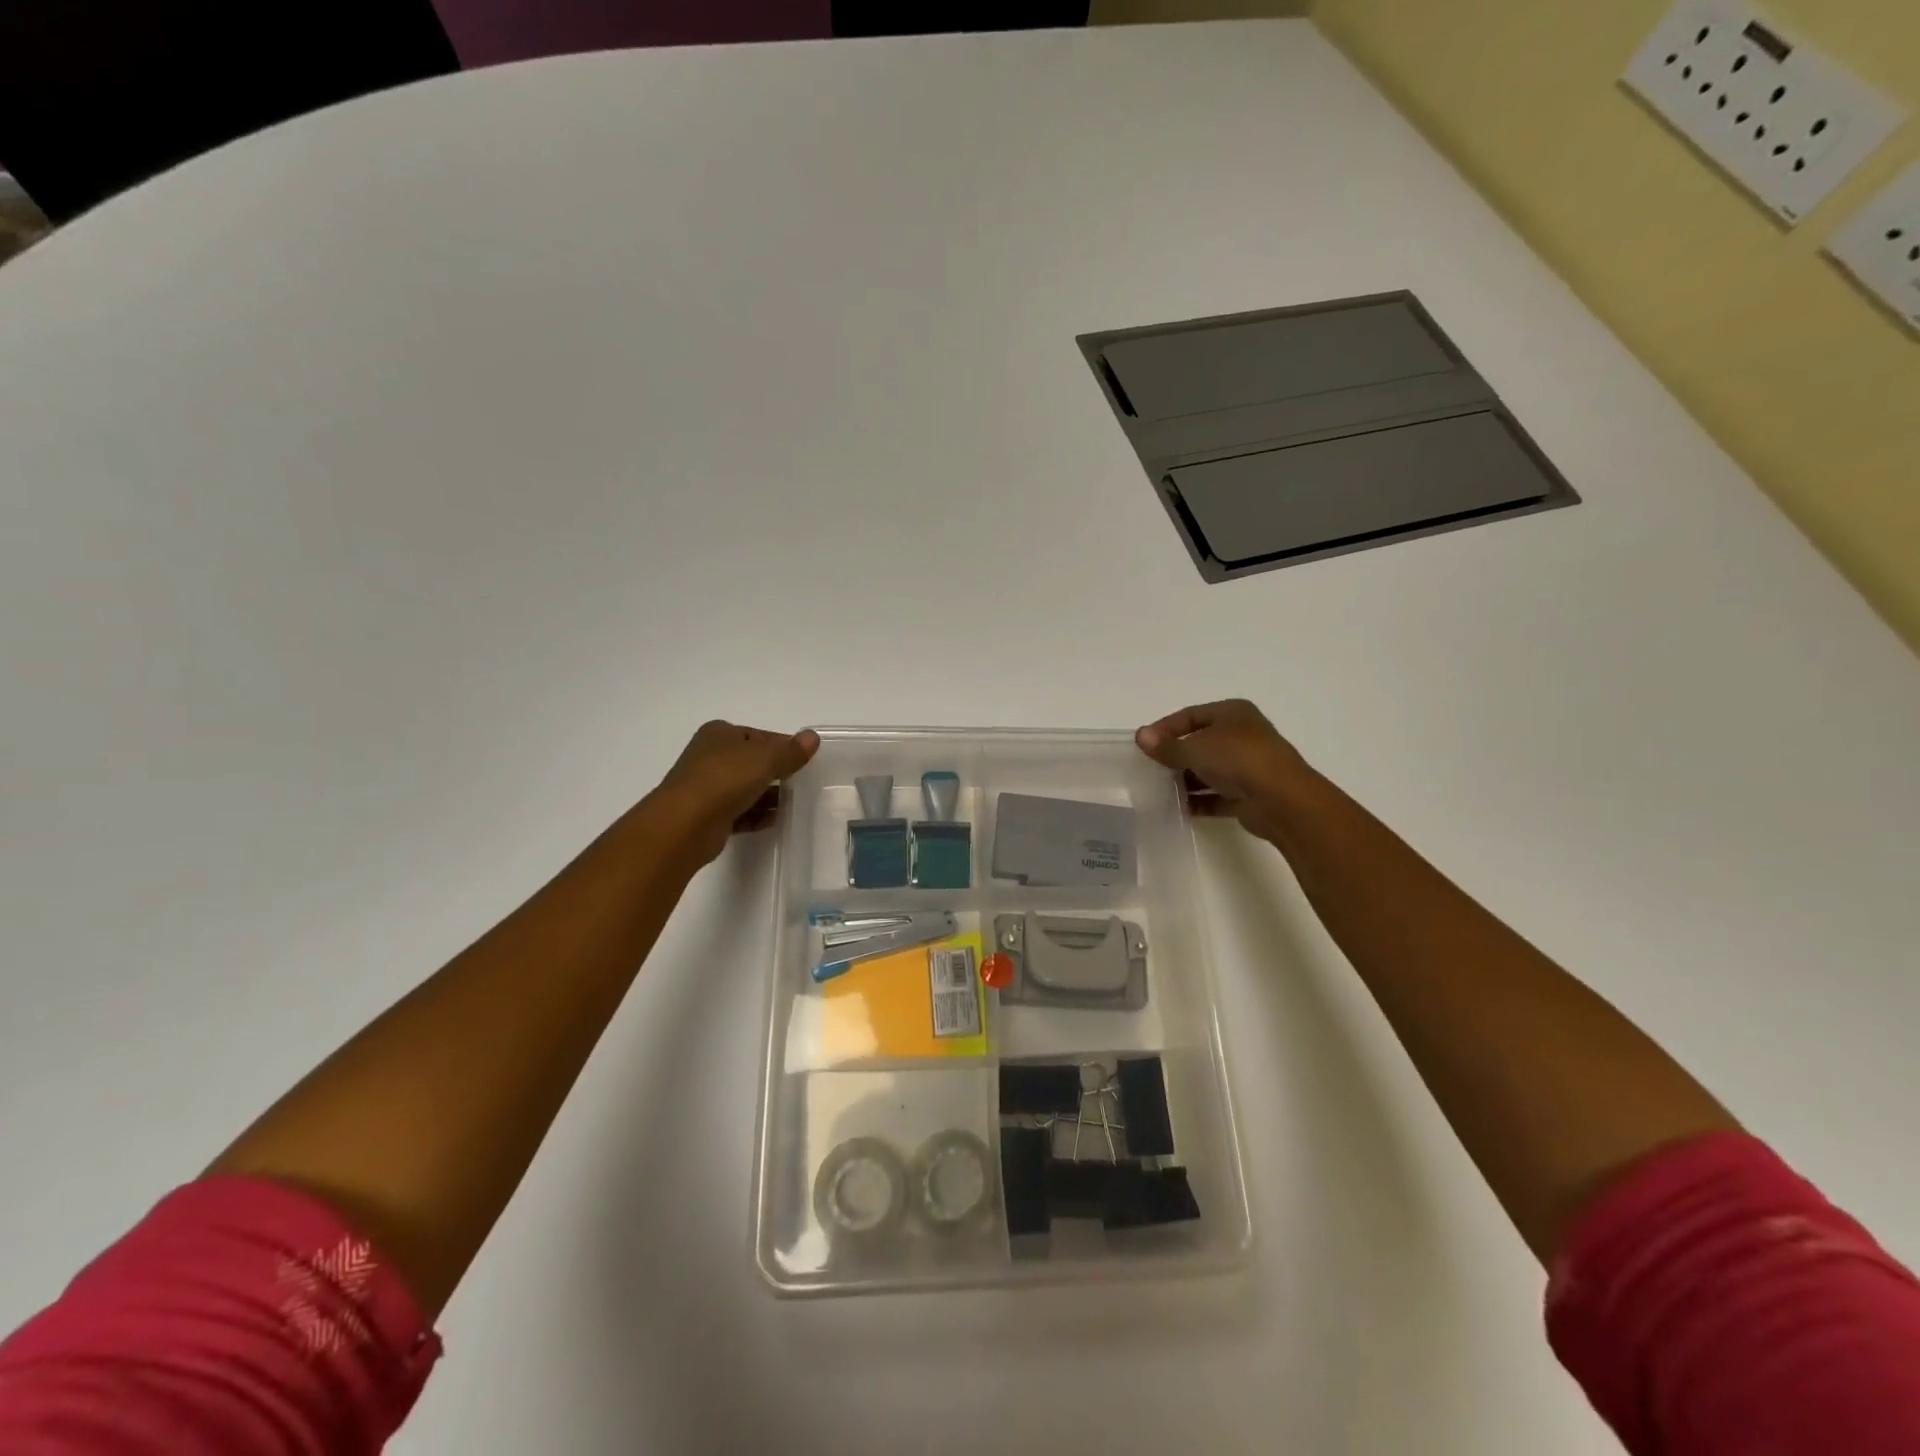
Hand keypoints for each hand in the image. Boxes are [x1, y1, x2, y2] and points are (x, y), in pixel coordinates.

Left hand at [647, 721, 820, 865]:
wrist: (685, 824)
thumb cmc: (725, 779)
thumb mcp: (766, 759)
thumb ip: (791, 751)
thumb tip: (812, 737)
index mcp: (720, 734)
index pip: (759, 736)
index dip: (783, 746)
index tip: (804, 759)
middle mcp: (710, 757)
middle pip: (752, 762)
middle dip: (776, 772)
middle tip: (801, 783)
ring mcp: (706, 787)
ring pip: (745, 788)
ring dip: (768, 796)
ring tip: (792, 804)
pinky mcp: (708, 816)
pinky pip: (739, 812)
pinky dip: (756, 815)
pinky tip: (774, 820)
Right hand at [1136, 700, 1315, 843]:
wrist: (1282, 800)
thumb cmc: (1237, 759)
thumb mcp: (1194, 748)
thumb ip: (1166, 746)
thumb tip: (1141, 736)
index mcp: (1232, 713)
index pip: (1190, 715)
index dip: (1164, 728)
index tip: (1143, 744)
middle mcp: (1243, 735)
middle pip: (1200, 743)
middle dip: (1175, 756)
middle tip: (1150, 768)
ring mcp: (1249, 766)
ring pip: (1210, 770)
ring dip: (1186, 780)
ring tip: (1160, 790)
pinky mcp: (1250, 794)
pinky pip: (1218, 795)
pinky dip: (1200, 800)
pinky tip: (1180, 808)